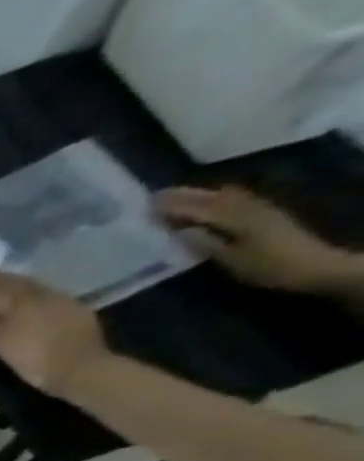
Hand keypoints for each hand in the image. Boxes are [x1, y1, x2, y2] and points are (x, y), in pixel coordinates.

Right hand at [0, 268, 109, 395]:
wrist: (79, 365)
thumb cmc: (33, 361)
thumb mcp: (1, 344)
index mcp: (15, 304)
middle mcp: (34, 294)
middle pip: (9, 281)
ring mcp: (55, 296)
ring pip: (27, 281)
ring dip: (9, 277)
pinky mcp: (69, 303)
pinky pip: (43, 287)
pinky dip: (27, 284)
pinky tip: (22, 287)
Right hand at [155, 185, 361, 294]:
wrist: (310, 264)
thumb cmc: (267, 266)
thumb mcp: (233, 260)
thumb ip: (207, 243)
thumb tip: (181, 231)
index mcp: (239, 218)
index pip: (201, 209)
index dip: (175, 206)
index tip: (150, 203)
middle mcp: (249, 207)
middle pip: (213, 197)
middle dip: (185, 195)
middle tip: (157, 195)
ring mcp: (258, 208)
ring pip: (225, 195)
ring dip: (200, 194)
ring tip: (176, 196)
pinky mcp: (263, 213)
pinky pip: (235, 199)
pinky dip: (216, 198)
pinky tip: (207, 200)